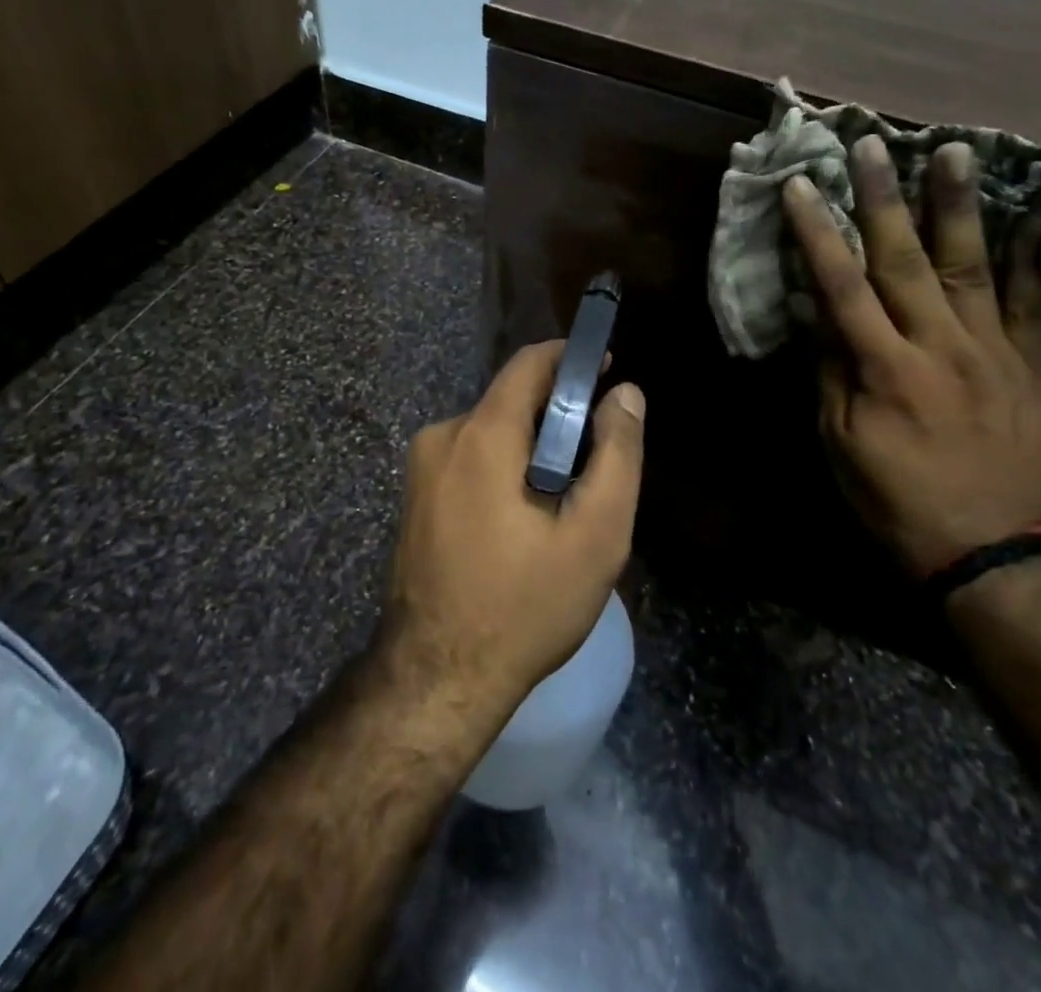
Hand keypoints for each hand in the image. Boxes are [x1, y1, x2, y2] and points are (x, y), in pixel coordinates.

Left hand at [381, 342, 645, 722]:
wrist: (436, 679)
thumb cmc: (525, 606)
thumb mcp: (595, 535)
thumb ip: (617, 454)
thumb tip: (625, 393)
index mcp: (481, 434)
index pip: (529, 364)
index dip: (571, 361)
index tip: (606, 376)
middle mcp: (442, 436)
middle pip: (511, 400)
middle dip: (557, 417)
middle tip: (594, 464)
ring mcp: (421, 468)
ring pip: (492, 433)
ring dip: (531, 450)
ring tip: (562, 504)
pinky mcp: (415, 496)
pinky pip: (470, 459)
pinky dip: (504, 470)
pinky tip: (523, 522)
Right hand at [782, 138, 1040, 576]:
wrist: (986, 545)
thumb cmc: (892, 495)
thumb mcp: (839, 439)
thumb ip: (830, 367)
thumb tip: (818, 309)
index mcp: (884, 368)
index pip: (842, 285)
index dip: (818, 232)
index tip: (801, 185)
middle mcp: (940, 347)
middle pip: (905, 260)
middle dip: (884, 197)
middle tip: (873, 143)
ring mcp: (994, 352)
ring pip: (973, 266)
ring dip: (959, 205)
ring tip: (957, 150)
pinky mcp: (1032, 365)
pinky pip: (1036, 304)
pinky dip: (1035, 258)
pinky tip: (1035, 215)